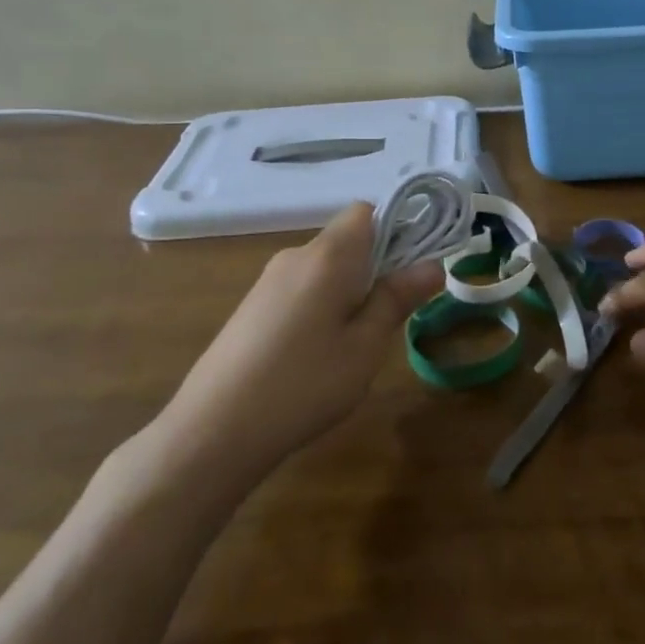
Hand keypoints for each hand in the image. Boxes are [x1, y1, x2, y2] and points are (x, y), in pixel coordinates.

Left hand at [145, 204, 441, 503]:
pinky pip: (303, 287)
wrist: (211, 432)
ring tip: (357, 343)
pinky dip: (323, 304)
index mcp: (328, 255)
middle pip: (348, 239)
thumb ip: (398, 298)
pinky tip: (318, 353)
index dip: (397, 227)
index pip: (367, 210)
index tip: (415, 267)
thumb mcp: (365, 346)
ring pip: (326, 267)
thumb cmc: (303, 384)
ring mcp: (269, 281)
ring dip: (351, 289)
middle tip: (393, 315)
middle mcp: (296, 255)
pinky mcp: (253, 307)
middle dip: (378, 266)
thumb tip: (432, 264)